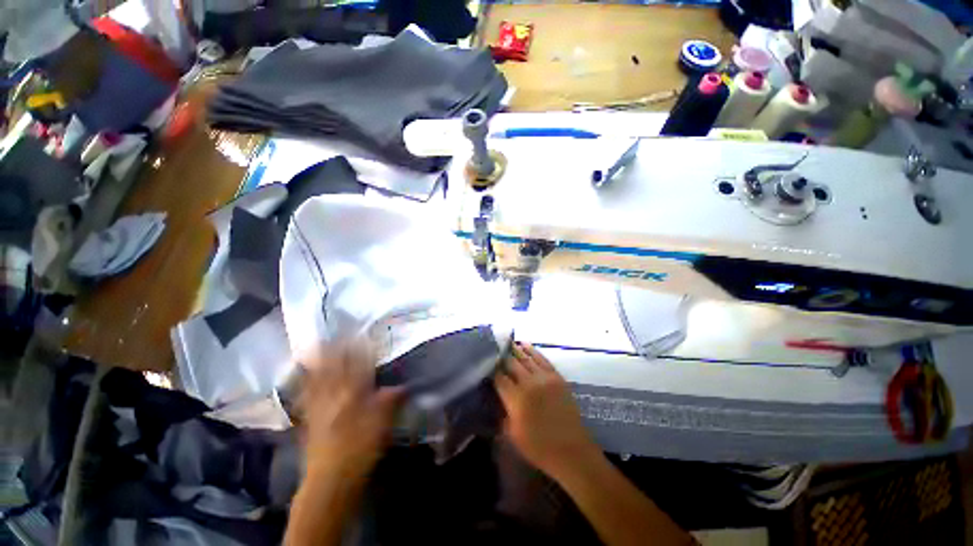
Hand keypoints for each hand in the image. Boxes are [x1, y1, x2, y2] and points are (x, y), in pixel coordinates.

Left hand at [298, 343, 402, 480]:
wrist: (331, 478)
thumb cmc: (361, 447)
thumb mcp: (383, 421)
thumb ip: (391, 399)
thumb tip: (401, 387)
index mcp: (353, 392)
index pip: (357, 364)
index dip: (359, 348)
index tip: (360, 334)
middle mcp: (333, 394)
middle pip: (333, 366)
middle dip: (334, 348)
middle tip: (334, 333)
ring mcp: (317, 405)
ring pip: (316, 377)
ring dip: (317, 360)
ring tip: (314, 345)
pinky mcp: (308, 418)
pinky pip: (305, 394)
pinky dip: (305, 381)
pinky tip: (303, 376)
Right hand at [494, 342, 600, 479]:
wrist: (572, 450)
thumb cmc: (539, 448)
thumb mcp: (512, 435)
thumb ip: (502, 412)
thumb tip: (497, 397)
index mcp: (516, 399)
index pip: (499, 377)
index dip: (491, 370)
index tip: (485, 365)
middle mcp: (529, 383)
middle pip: (511, 363)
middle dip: (501, 357)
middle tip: (494, 350)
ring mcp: (544, 377)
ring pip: (526, 357)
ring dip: (515, 349)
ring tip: (507, 342)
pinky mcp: (556, 376)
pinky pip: (542, 359)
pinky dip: (532, 350)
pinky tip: (525, 345)